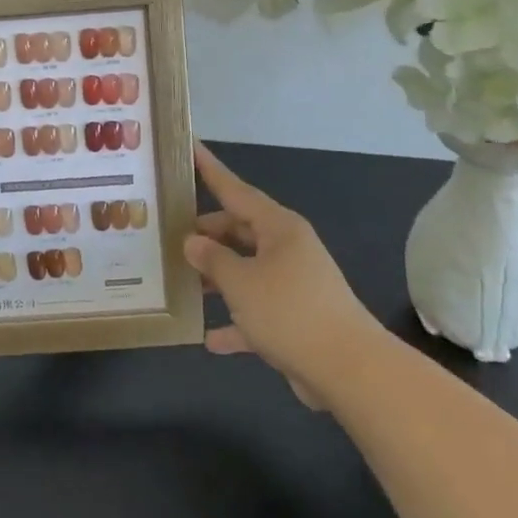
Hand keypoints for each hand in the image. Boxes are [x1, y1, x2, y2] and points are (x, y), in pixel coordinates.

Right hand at [186, 144, 381, 407]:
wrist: (349, 370)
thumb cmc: (289, 311)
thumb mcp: (240, 282)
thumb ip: (212, 259)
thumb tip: (193, 242)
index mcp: (278, 228)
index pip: (235, 190)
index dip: (210, 170)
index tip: (190, 146)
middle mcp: (287, 249)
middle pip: (239, 232)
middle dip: (206, 236)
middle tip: (169, 236)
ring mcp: (293, 284)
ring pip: (246, 271)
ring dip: (217, 279)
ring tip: (180, 282)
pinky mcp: (296, 319)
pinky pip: (257, 312)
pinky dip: (235, 322)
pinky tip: (209, 338)